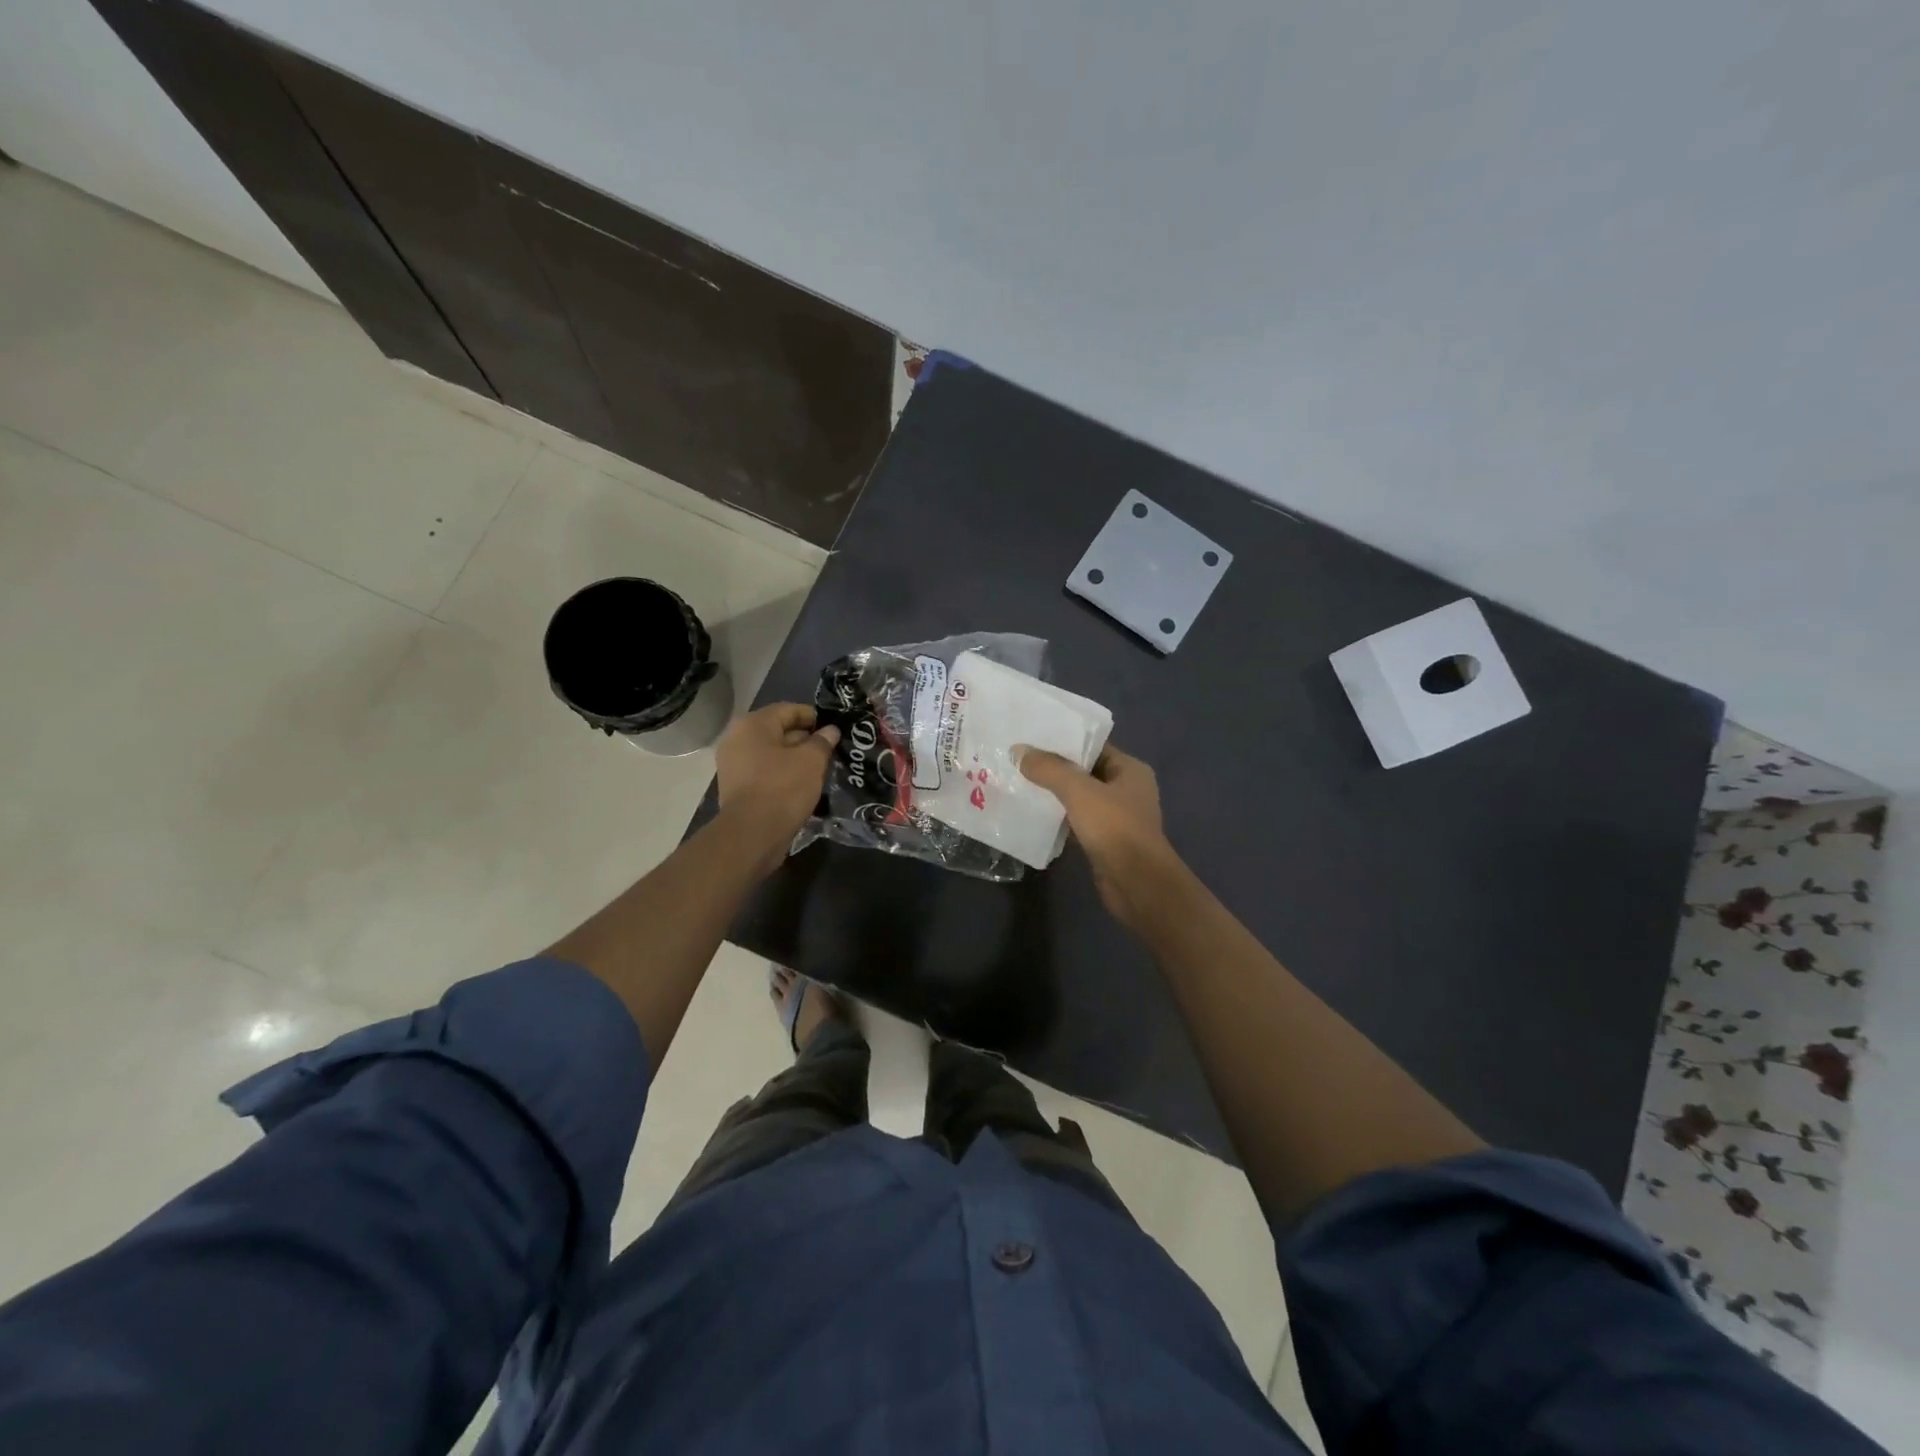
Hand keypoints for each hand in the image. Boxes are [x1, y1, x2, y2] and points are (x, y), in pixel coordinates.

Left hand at [716, 703, 839, 856]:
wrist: (752, 835)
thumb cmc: (783, 788)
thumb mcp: (811, 761)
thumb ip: (823, 742)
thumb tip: (830, 731)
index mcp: (753, 724)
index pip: (789, 710)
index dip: (814, 717)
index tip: (835, 729)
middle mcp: (738, 739)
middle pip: (779, 731)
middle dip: (806, 739)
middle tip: (831, 750)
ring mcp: (734, 765)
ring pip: (772, 753)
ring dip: (796, 758)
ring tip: (821, 768)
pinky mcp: (737, 787)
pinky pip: (765, 772)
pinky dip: (783, 774)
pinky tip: (803, 785)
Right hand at [1019, 743, 1176, 929]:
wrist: (1137, 885)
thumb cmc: (1115, 829)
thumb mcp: (1079, 791)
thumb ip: (1049, 769)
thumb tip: (1018, 750)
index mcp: (1130, 770)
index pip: (1094, 746)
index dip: (1064, 740)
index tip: (1032, 736)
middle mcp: (1126, 790)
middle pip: (1085, 771)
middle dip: (1054, 767)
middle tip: (1018, 758)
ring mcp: (1116, 818)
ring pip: (1079, 798)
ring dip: (1053, 793)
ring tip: (1019, 781)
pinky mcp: (1104, 841)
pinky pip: (1076, 821)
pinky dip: (1058, 817)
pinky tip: (1032, 813)